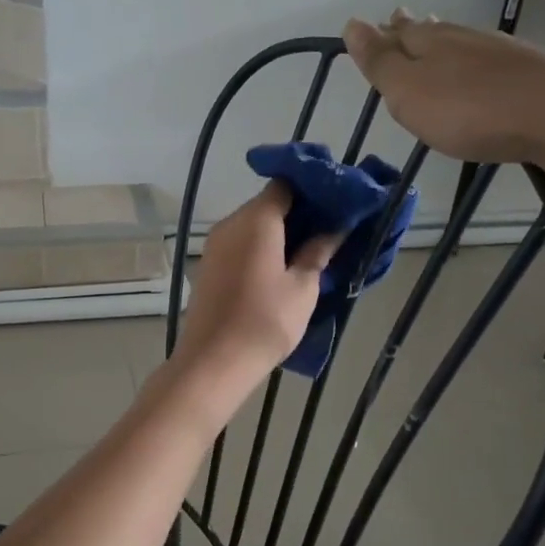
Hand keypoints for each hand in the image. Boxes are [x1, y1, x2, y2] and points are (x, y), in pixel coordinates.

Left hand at [168, 183, 339, 414]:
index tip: (335, 201)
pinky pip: (240, 244)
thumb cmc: (265, 321)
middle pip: (267, 204)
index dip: (311, 187)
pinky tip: (281, 268)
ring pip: (253, 225)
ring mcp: (215, 245)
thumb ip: (318, 251)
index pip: (284, 183)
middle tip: (329, 228)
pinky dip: (262, 247)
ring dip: (280, 232)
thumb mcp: (303, 287)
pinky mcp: (209, 266)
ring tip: (310, 250)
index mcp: (256, 220)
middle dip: (298, 211)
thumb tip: (333, 228)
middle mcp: (231, 223)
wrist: (214, 361)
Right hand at [343, 10, 544, 170]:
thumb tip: (352, 24)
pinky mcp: (526, 71)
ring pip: (459, 42)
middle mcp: (461, 38)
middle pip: (429, 31)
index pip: (396, 34)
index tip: (370, 29)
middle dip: (410, 30)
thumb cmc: (468, 108)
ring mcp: (498, 52)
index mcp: (428, 42)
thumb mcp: (409, 91)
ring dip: (441, 42)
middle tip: (399, 23)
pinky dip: (471, 61)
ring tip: (432, 39)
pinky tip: (476, 69)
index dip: (380, 34)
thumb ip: (381, 61)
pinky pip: (485, 60)